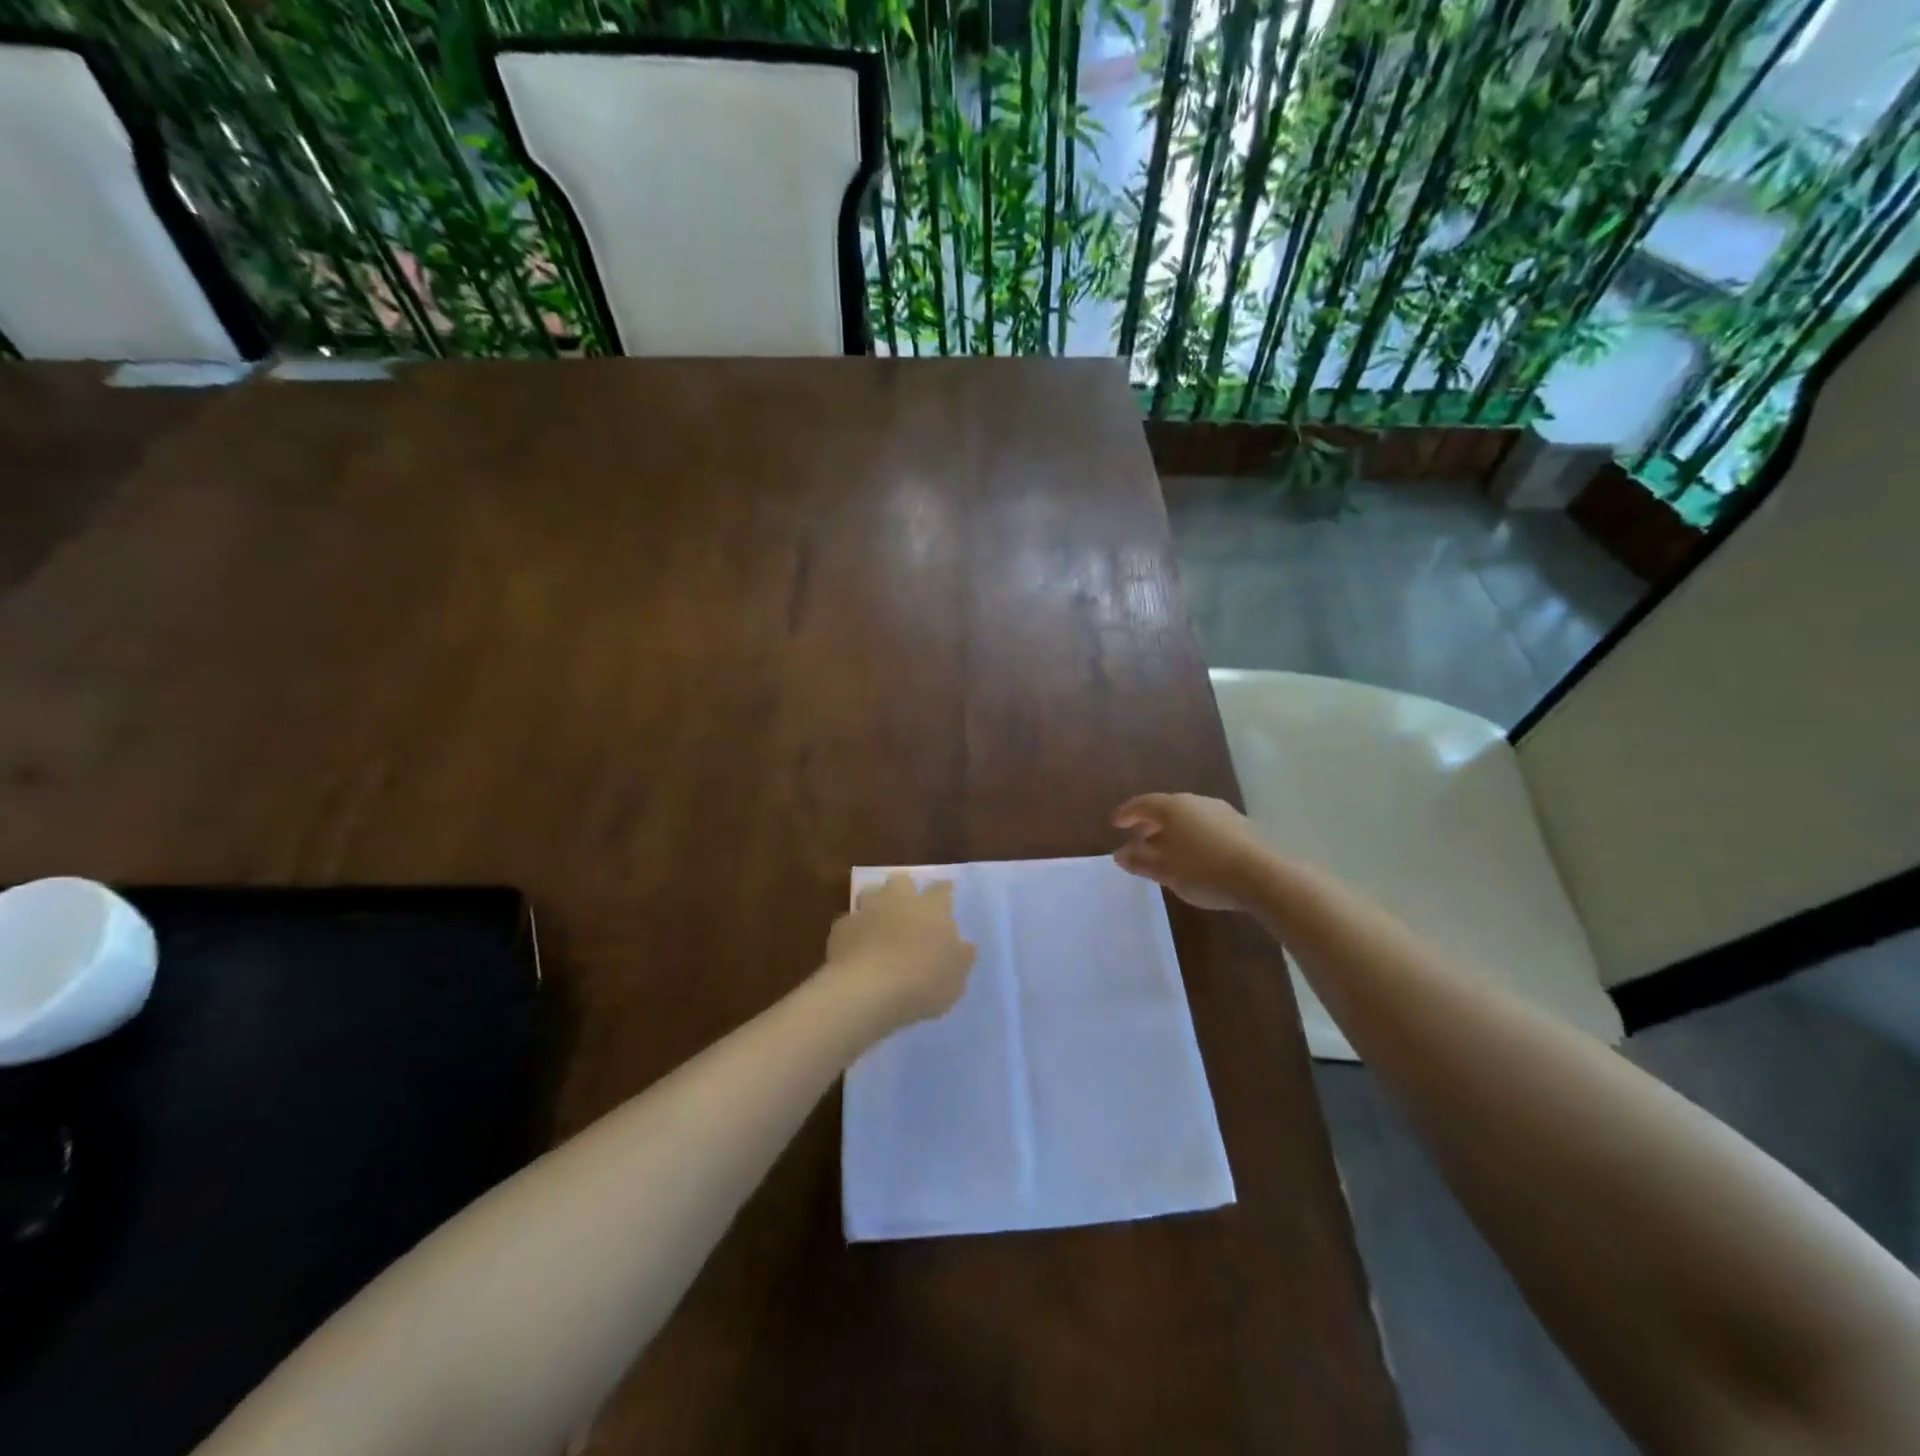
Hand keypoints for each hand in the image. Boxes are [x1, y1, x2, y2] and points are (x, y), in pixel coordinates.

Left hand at [825, 874, 976, 1029]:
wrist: (869, 990)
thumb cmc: (924, 981)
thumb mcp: (956, 978)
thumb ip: (961, 958)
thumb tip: (965, 946)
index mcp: (932, 907)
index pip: (942, 889)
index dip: (944, 891)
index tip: (946, 895)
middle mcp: (899, 900)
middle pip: (901, 881)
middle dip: (904, 890)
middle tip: (907, 908)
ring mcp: (867, 911)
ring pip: (870, 895)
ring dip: (875, 906)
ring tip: (878, 926)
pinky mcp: (841, 928)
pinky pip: (849, 924)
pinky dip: (853, 933)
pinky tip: (855, 950)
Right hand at [1112, 793, 1271, 911]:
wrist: (1263, 876)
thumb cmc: (1204, 871)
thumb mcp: (1165, 871)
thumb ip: (1140, 861)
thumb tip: (1119, 854)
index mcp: (1174, 808)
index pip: (1143, 804)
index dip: (1127, 813)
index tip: (1115, 824)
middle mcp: (1196, 802)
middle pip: (1166, 808)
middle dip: (1150, 823)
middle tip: (1138, 838)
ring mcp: (1221, 812)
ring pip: (1188, 817)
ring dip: (1172, 831)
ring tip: (1165, 850)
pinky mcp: (1241, 826)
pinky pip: (1206, 826)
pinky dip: (1192, 836)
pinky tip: (1194, 856)